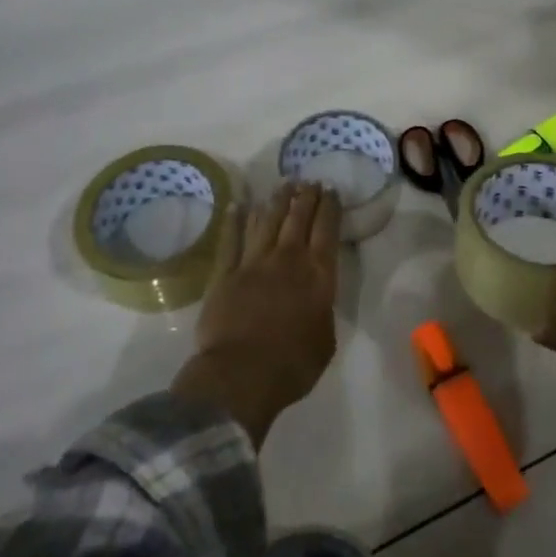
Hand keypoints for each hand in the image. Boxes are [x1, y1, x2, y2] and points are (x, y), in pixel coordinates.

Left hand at [172, 182, 341, 446]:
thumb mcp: (326, 340)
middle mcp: (287, 259)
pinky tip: (239, 204)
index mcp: (318, 275)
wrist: (241, 375)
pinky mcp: (224, 274)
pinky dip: (235, 220)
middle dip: (305, 197)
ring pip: (266, 221)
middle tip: (309, 181)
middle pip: (298, 218)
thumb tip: (315, 300)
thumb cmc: (293, 364)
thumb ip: (322, 311)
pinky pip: (230, 239)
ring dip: (276, 201)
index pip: (327, 230)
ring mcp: (253, 263)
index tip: (331, 190)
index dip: (330, 207)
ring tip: (283, 186)